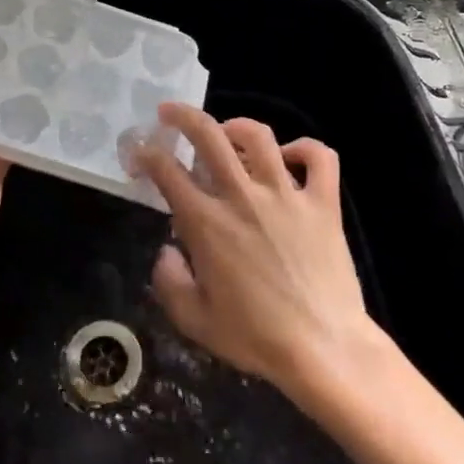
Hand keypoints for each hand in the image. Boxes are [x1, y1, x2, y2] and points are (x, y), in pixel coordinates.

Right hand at [130, 104, 376, 393]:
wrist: (324, 350)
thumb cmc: (256, 338)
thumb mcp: (195, 321)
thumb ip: (169, 281)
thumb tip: (168, 251)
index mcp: (207, 223)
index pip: (166, 170)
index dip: (145, 154)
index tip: (138, 153)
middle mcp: (243, 197)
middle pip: (208, 135)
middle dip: (182, 116)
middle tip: (170, 113)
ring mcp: (287, 195)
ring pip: (260, 136)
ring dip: (237, 126)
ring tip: (228, 132)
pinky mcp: (323, 203)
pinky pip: (319, 158)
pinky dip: (305, 149)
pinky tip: (290, 158)